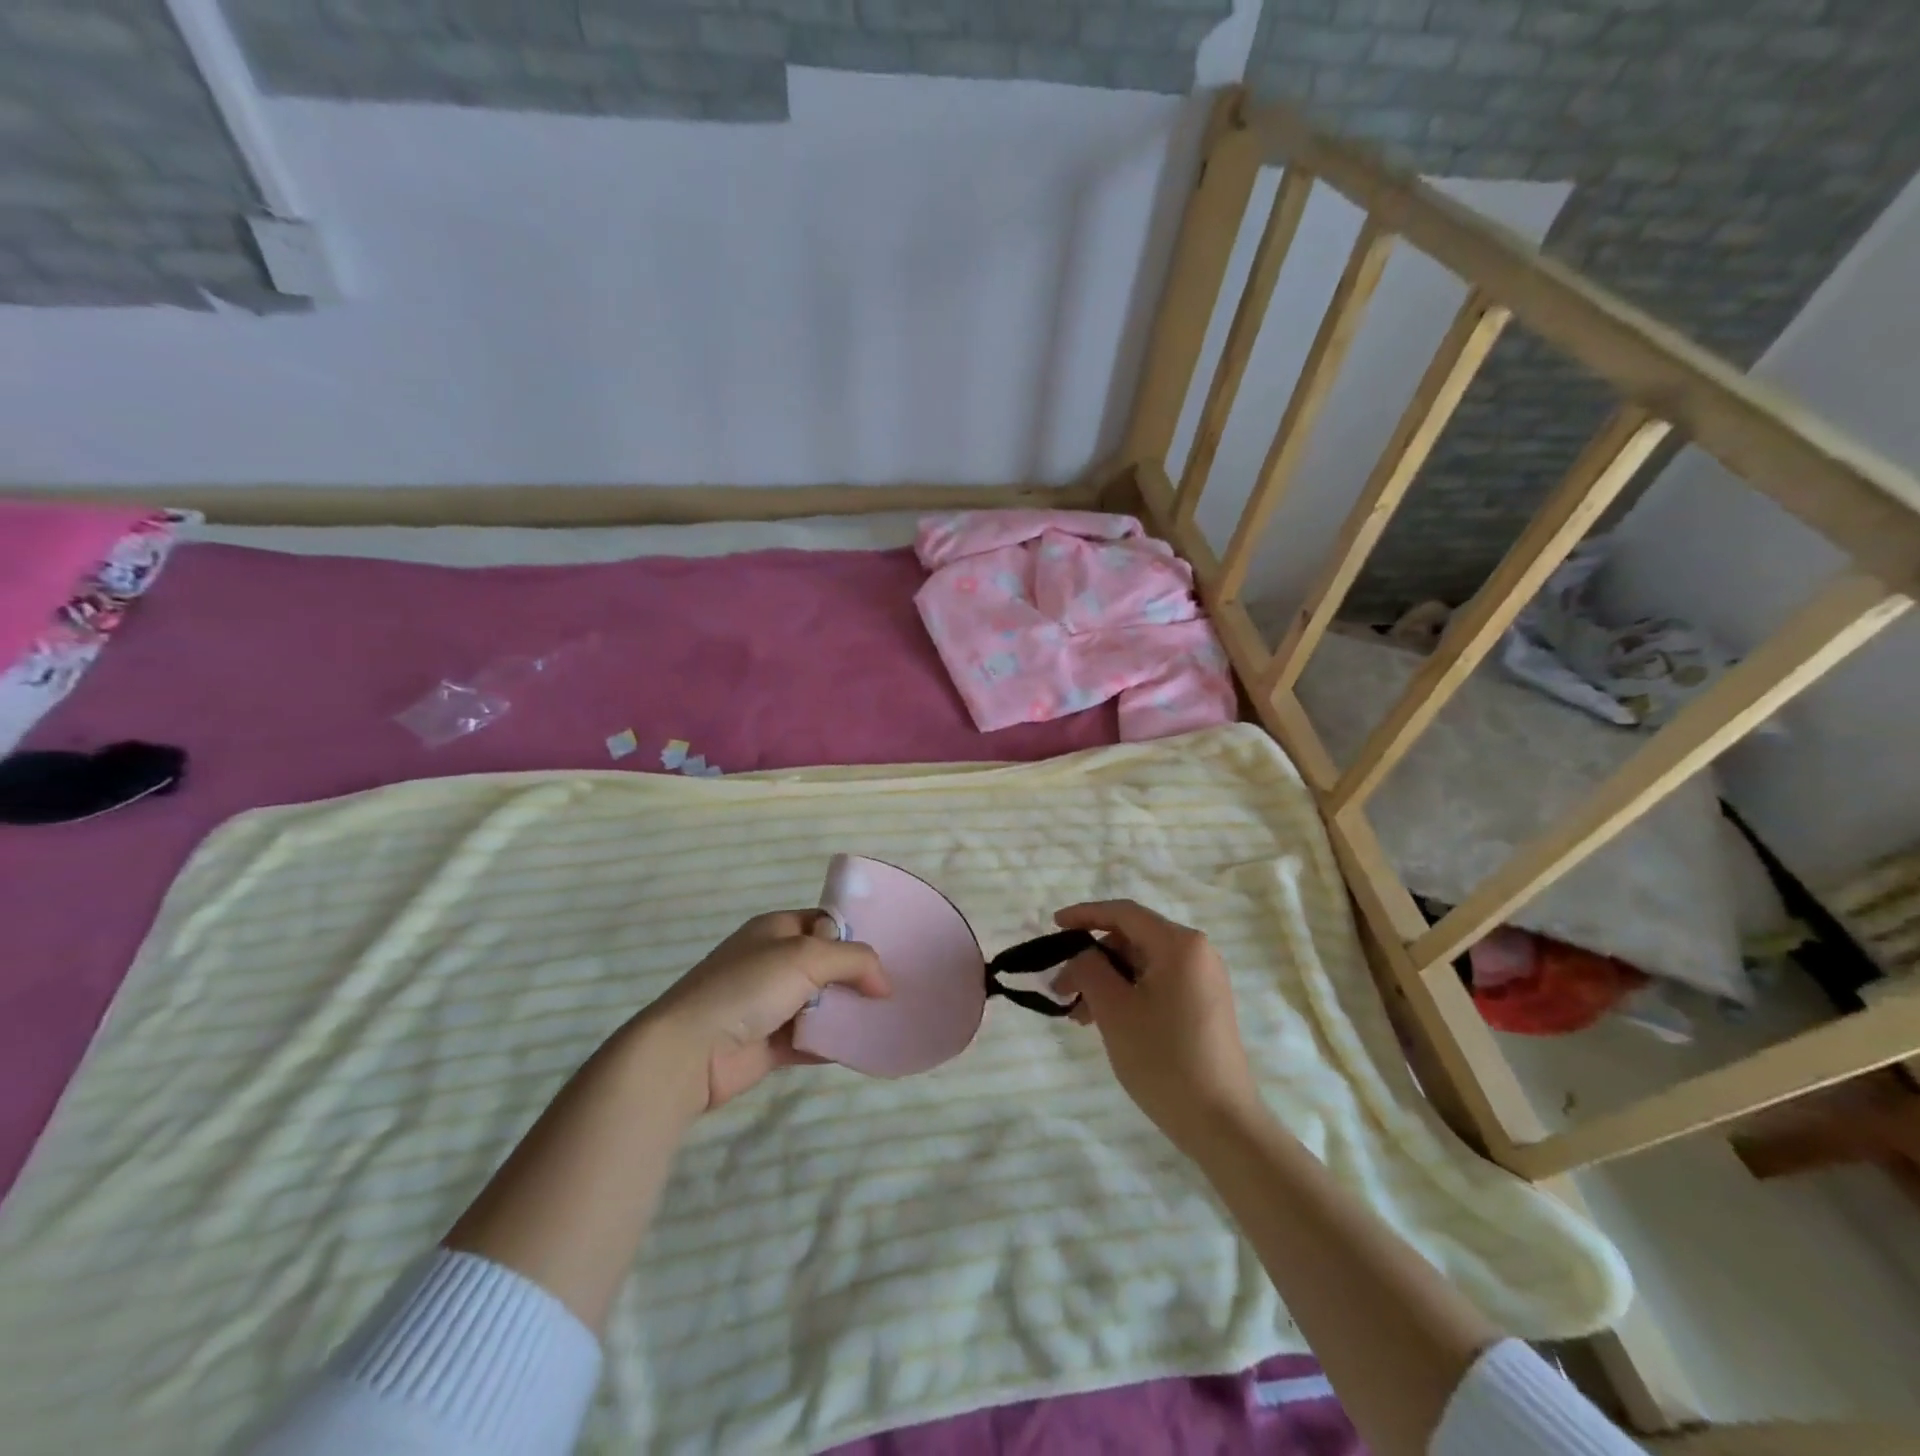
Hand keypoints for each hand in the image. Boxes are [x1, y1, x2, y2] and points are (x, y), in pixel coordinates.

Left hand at [639, 911, 888, 1115]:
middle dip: (858, 977)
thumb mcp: (806, 956)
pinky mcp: (770, 1044)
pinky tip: (865, 1048)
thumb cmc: (747, 988)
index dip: (857, 935)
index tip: (893, 952)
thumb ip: (853, 960)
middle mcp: (773, 962)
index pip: (827, 922)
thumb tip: (885, 982)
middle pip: (828, 964)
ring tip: (889, 1019)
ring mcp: (770, 1005)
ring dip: (850, 1012)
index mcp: (776, 929)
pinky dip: (835, 1044)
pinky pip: (813, 1040)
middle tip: (896, 990)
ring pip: (822, 1004)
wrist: (689, 1052)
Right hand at [1054, 900, 1261, 1153]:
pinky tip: (1106, 1021)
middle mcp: (1197, 953)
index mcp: (1180, 944)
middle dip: (1093, 958)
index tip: (1053, 925)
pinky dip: (1128, 994)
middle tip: (1062, 988)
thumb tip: (1081, 955)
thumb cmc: (1164, 1059)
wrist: (1221, 1123)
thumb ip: (1089, 968)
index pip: (1123, 913)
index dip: (1085, 914)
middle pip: (1132, 938)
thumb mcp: (1114, 1009)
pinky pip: (1158, 984)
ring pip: (1142, 964)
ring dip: (1107, 981)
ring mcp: (1204, 980)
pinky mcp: (1205, 1006)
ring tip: (1079, 1016)